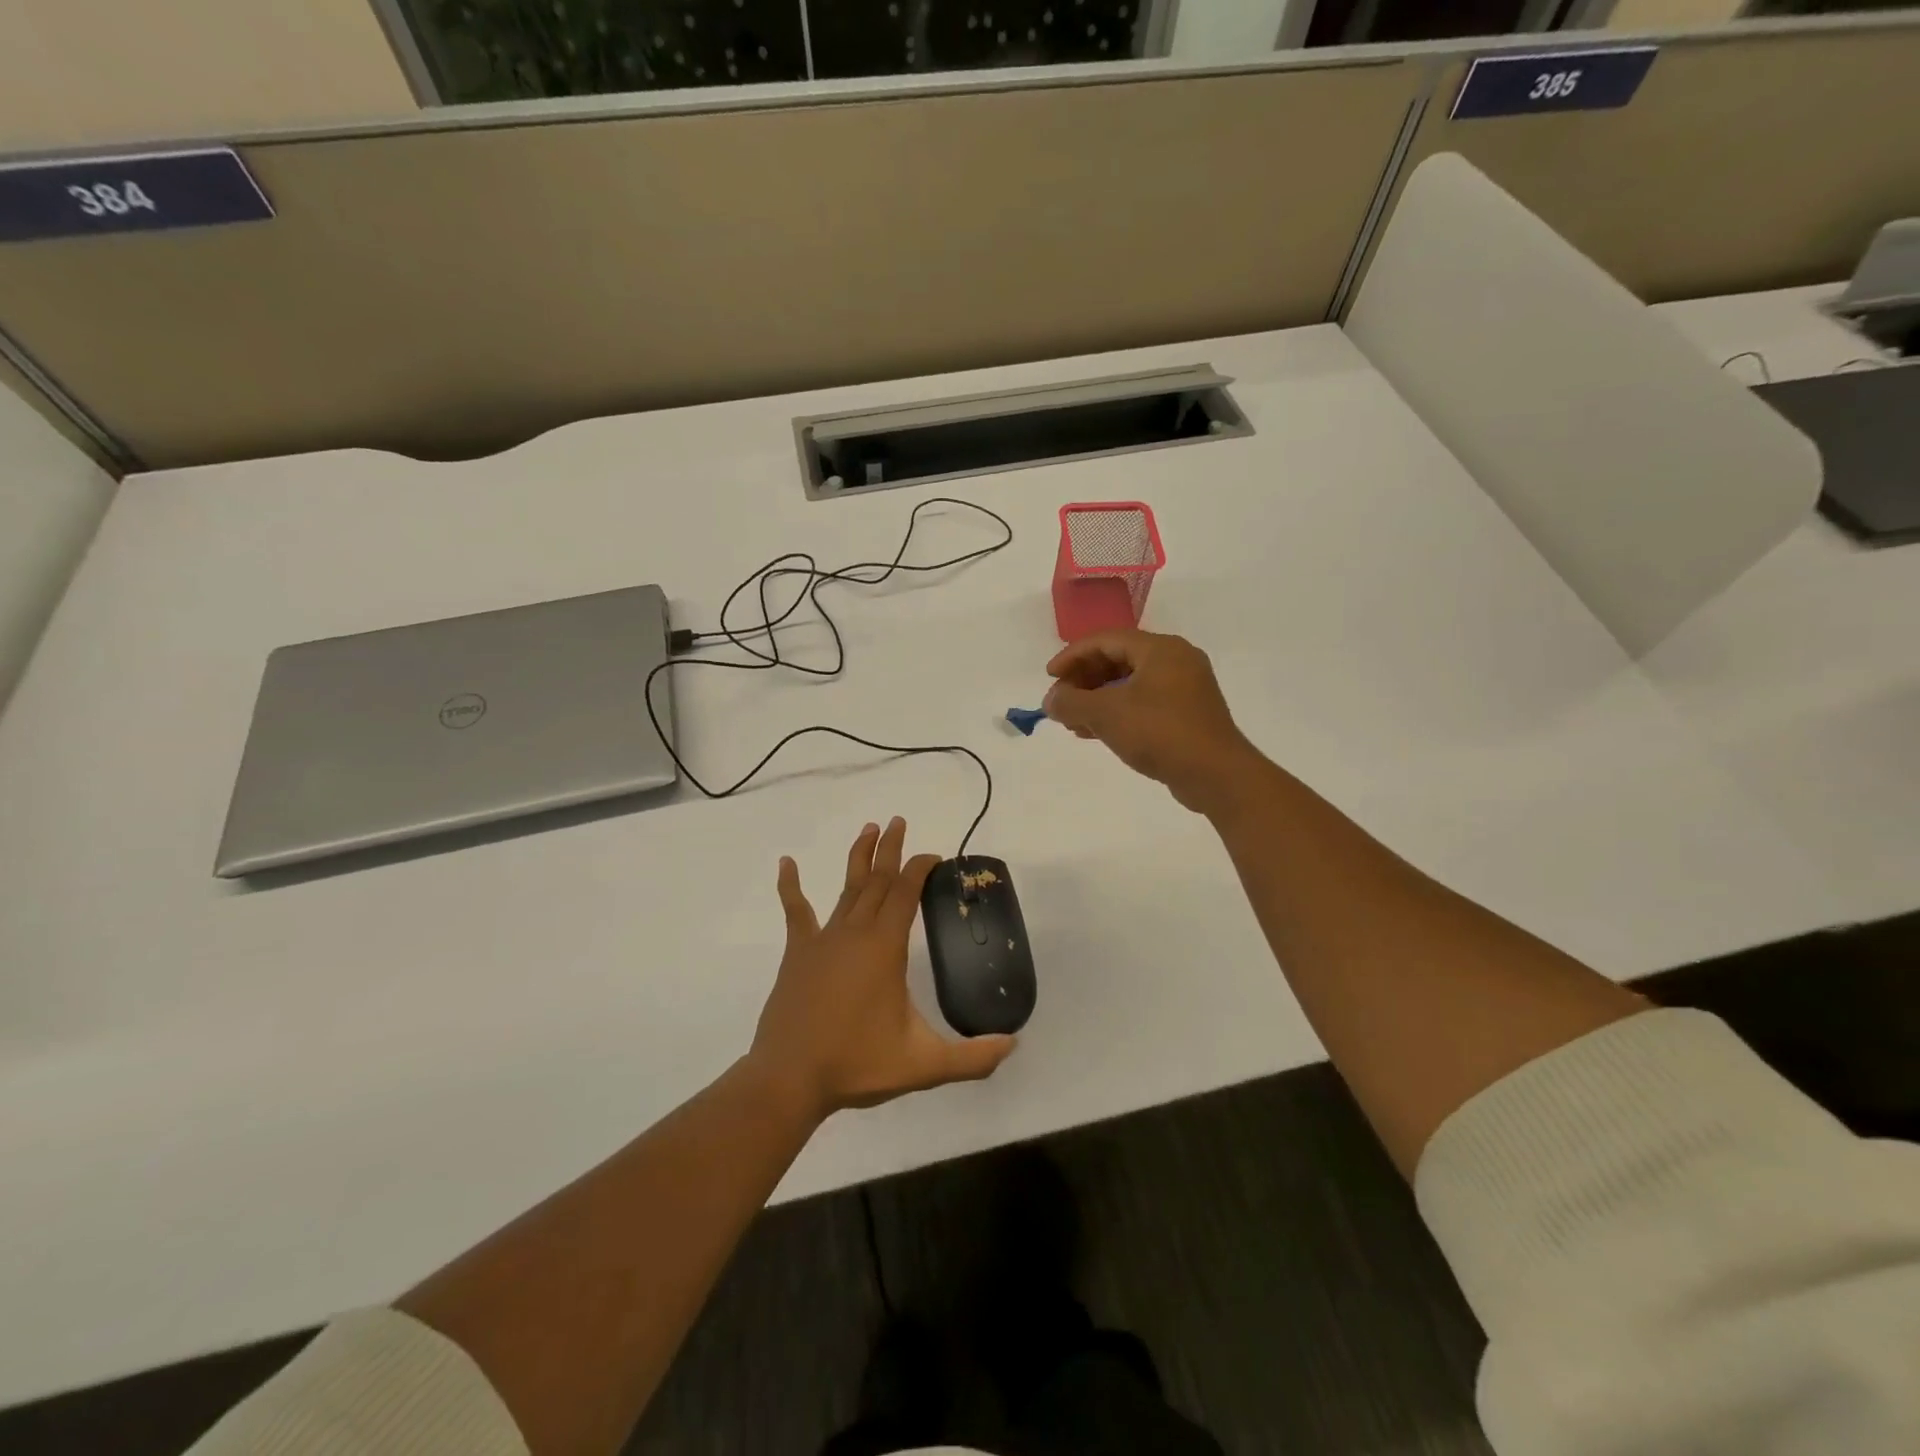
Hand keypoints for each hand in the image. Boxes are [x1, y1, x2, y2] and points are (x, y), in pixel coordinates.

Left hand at [750, 818, 1016, 1121]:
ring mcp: (823, 940)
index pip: (906, 892)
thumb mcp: (923, 1065)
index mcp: (885, 947)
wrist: (790, 1080)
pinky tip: (786, 863)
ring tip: (868, 829)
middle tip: (898, 821)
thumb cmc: (857, 1064)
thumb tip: (1013, 1045)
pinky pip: (795, 911)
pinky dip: (790, 886)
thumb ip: (972, 1057)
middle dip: (891, 849)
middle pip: (877, 880)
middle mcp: (855, 932)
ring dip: (859, 858)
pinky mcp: (798, 954)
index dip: (920, 868)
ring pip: (846, 888)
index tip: (933, 856)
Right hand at [1043, 629, 1259, 814]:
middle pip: (1119, 659)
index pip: (1106, 640)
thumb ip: (1071, 702)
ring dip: (1097, 699)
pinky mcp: (1187, 714)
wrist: (1216, 774)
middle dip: (1084, 680)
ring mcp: (1185, 688)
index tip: (1049, 677)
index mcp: (1160, 649)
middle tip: (1061, 701)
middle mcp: (1176, 660)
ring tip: (1072, 721)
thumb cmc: (1160, 732)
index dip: (1073, 656)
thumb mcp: (1106, 714)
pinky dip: (1117, 713)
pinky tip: (1095, 733)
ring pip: (1130, 684)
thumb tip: (1050, 700)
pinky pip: (1143, 703)